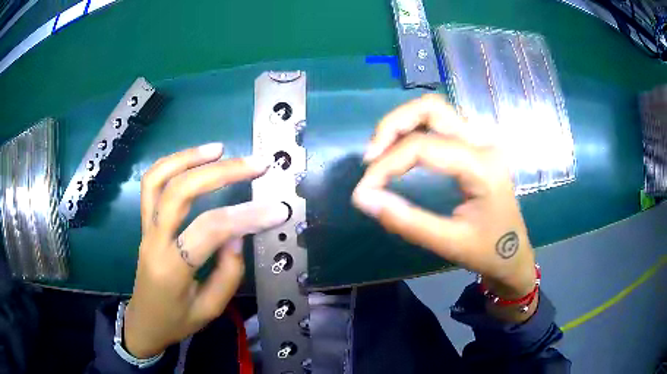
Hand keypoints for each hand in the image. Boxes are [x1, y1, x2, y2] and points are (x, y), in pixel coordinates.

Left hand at [124, 143, 288, 357]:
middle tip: (255, 165)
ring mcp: (145, 226)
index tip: (278, 208)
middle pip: (180, 192)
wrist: (145, 321)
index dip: (246, 215)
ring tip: (219, 149)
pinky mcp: (144, 221)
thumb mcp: (210, 309)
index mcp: (172, 268)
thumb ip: (228, 271)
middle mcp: (154, 240)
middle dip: (221, 173)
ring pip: (159, 179)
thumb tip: (237, 232)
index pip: (209, 230)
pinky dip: (171, 163)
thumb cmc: (178, 320)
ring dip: (189, 157)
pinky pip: (151, 184)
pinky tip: (193, 158)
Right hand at [352, 95, 535, 308]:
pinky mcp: (475, 145)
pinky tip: (401, 152)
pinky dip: (414, 130)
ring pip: (434, 110)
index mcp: (482, 166)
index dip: (386, 164)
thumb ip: (405, 221)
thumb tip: (363, 199)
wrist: (513, 253)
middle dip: (393, 125)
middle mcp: (483, 142)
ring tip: (381, 153)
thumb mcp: (448, 243)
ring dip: (402, 124)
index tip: (364, 189)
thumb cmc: (487, 251)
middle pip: (431, 108)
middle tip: (371, 157)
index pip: (423, 147)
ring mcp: (481, 140)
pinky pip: (440, 123)